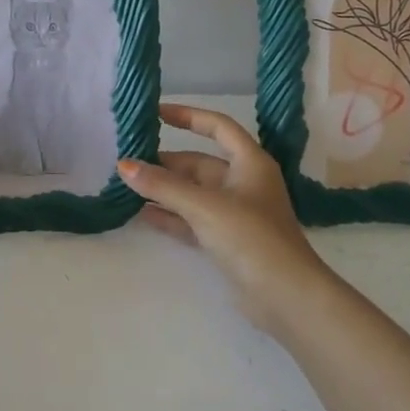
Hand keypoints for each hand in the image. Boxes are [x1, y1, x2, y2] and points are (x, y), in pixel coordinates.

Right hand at [117, 103, 329, 334]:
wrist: (285, 297)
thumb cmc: (251, 238)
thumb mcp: (204, 206)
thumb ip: (163, 185)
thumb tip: (124, 165)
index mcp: (249, 162)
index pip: (218, 126)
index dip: (188, 116)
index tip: (156, 113)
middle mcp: (243, 183)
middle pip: (199, 163)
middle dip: (165, 162)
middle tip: (128, 162)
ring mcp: (235, 214)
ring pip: (192, 193)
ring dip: (163, 190)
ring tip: (127, 186)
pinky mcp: (226, 241)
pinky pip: (191, 220)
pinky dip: (169, 216)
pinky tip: (141, 214)